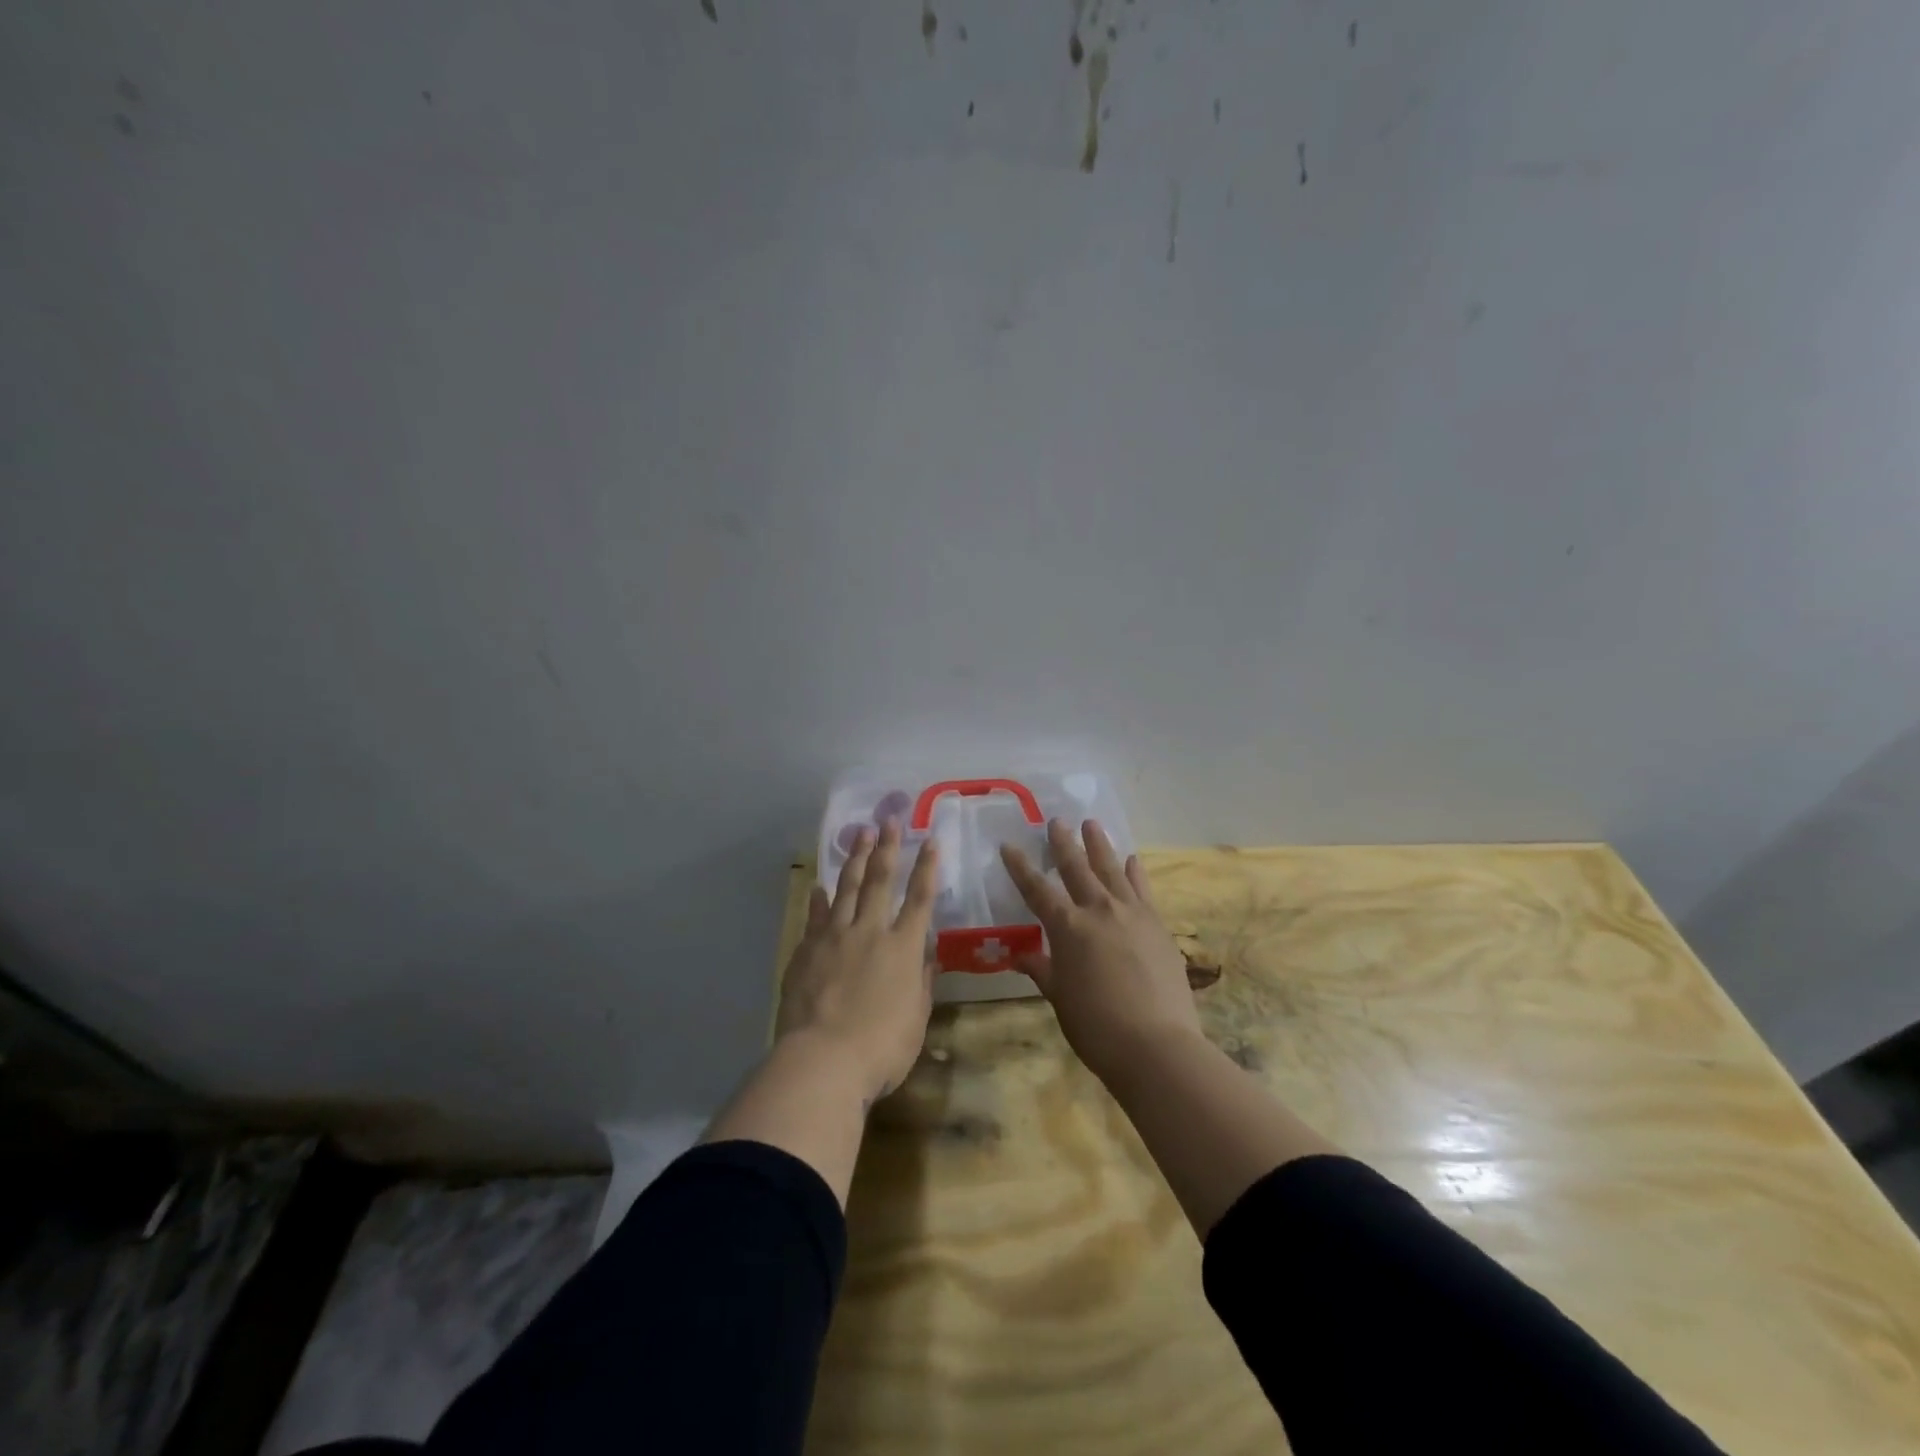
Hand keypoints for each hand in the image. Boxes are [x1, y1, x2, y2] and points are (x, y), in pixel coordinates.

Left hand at [775, 818, 937, 1104]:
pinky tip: (819, 887)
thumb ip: (921, 982)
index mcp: (903, 948)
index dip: (927, 868)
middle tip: (889, 819)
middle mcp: (870, 932)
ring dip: (856, 859)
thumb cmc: (881, 1048)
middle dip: (888, 847)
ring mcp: (835, 937)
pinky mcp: (807, 950)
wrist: (823, 1060)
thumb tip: (928, 955)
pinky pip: (816, 917)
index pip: (920, 899)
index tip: (932, 841)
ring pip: (848, 888)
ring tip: (860, 833)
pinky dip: (819, 900)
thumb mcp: (915, 1019)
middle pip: (881, 880)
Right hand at [1000, 820, 1202, 1082]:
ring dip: (1099, 845)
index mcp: (1068, 928)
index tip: (1009, 845)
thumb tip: (1021, 955)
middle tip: (1055, 821)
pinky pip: (1142, 889)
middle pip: (1077, 867)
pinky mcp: (1157, 924)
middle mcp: (1098, 910)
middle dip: (1063, 843)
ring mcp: (1132, 913)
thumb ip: (1042, 969)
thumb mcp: (1060, 998)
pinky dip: (1134, 872)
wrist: (1157, 1044)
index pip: (1037, 889)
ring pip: (1111, 869)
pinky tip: (1131, 860)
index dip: (1020, 867)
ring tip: (1092, 824)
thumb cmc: (1097, 1026)